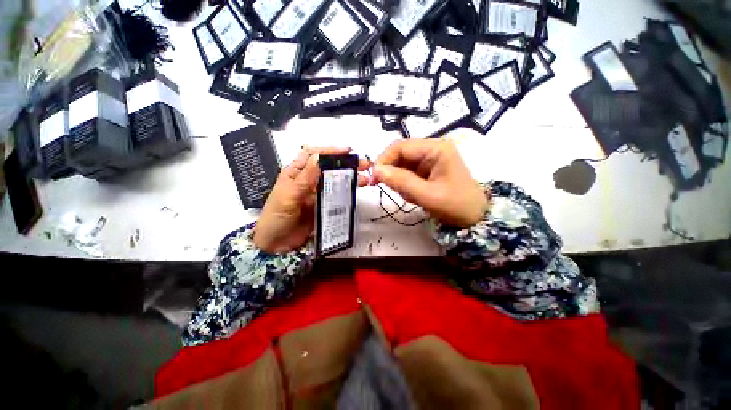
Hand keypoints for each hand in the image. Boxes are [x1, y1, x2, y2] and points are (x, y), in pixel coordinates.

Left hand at [254, 147, 369, 253]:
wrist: (276, 243)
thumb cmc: (277, 216)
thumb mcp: (289, 195)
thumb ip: (305, 177)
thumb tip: (320, 156)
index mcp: (296, 173)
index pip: (313, 155)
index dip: (329, 150)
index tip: (347, 151)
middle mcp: (307, 180)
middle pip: (328, 166)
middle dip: (346, 163)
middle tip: (364, 164)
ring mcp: (316, 193)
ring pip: (335, 180)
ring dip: (350, 177)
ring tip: (365, 178)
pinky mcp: (323, 205)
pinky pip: (336, 195)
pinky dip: (347, 191)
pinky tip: (357, 190)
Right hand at [372, 139, 487, 227]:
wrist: (473, 218)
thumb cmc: (455, 205)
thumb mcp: (427, 195)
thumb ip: (401, 181)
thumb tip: (376, 170)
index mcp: (435, 148)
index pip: (400, 146)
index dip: (384, 160)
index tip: (374, 178)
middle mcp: (431, 149)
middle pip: (400, 155)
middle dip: (393, 173)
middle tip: (393, 190)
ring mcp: (429, 160)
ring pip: (401, 166)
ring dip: (400, 182)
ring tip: (412, 196)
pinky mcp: (426, 170)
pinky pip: (407, 174)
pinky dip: (405, 186)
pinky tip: (415, 196)